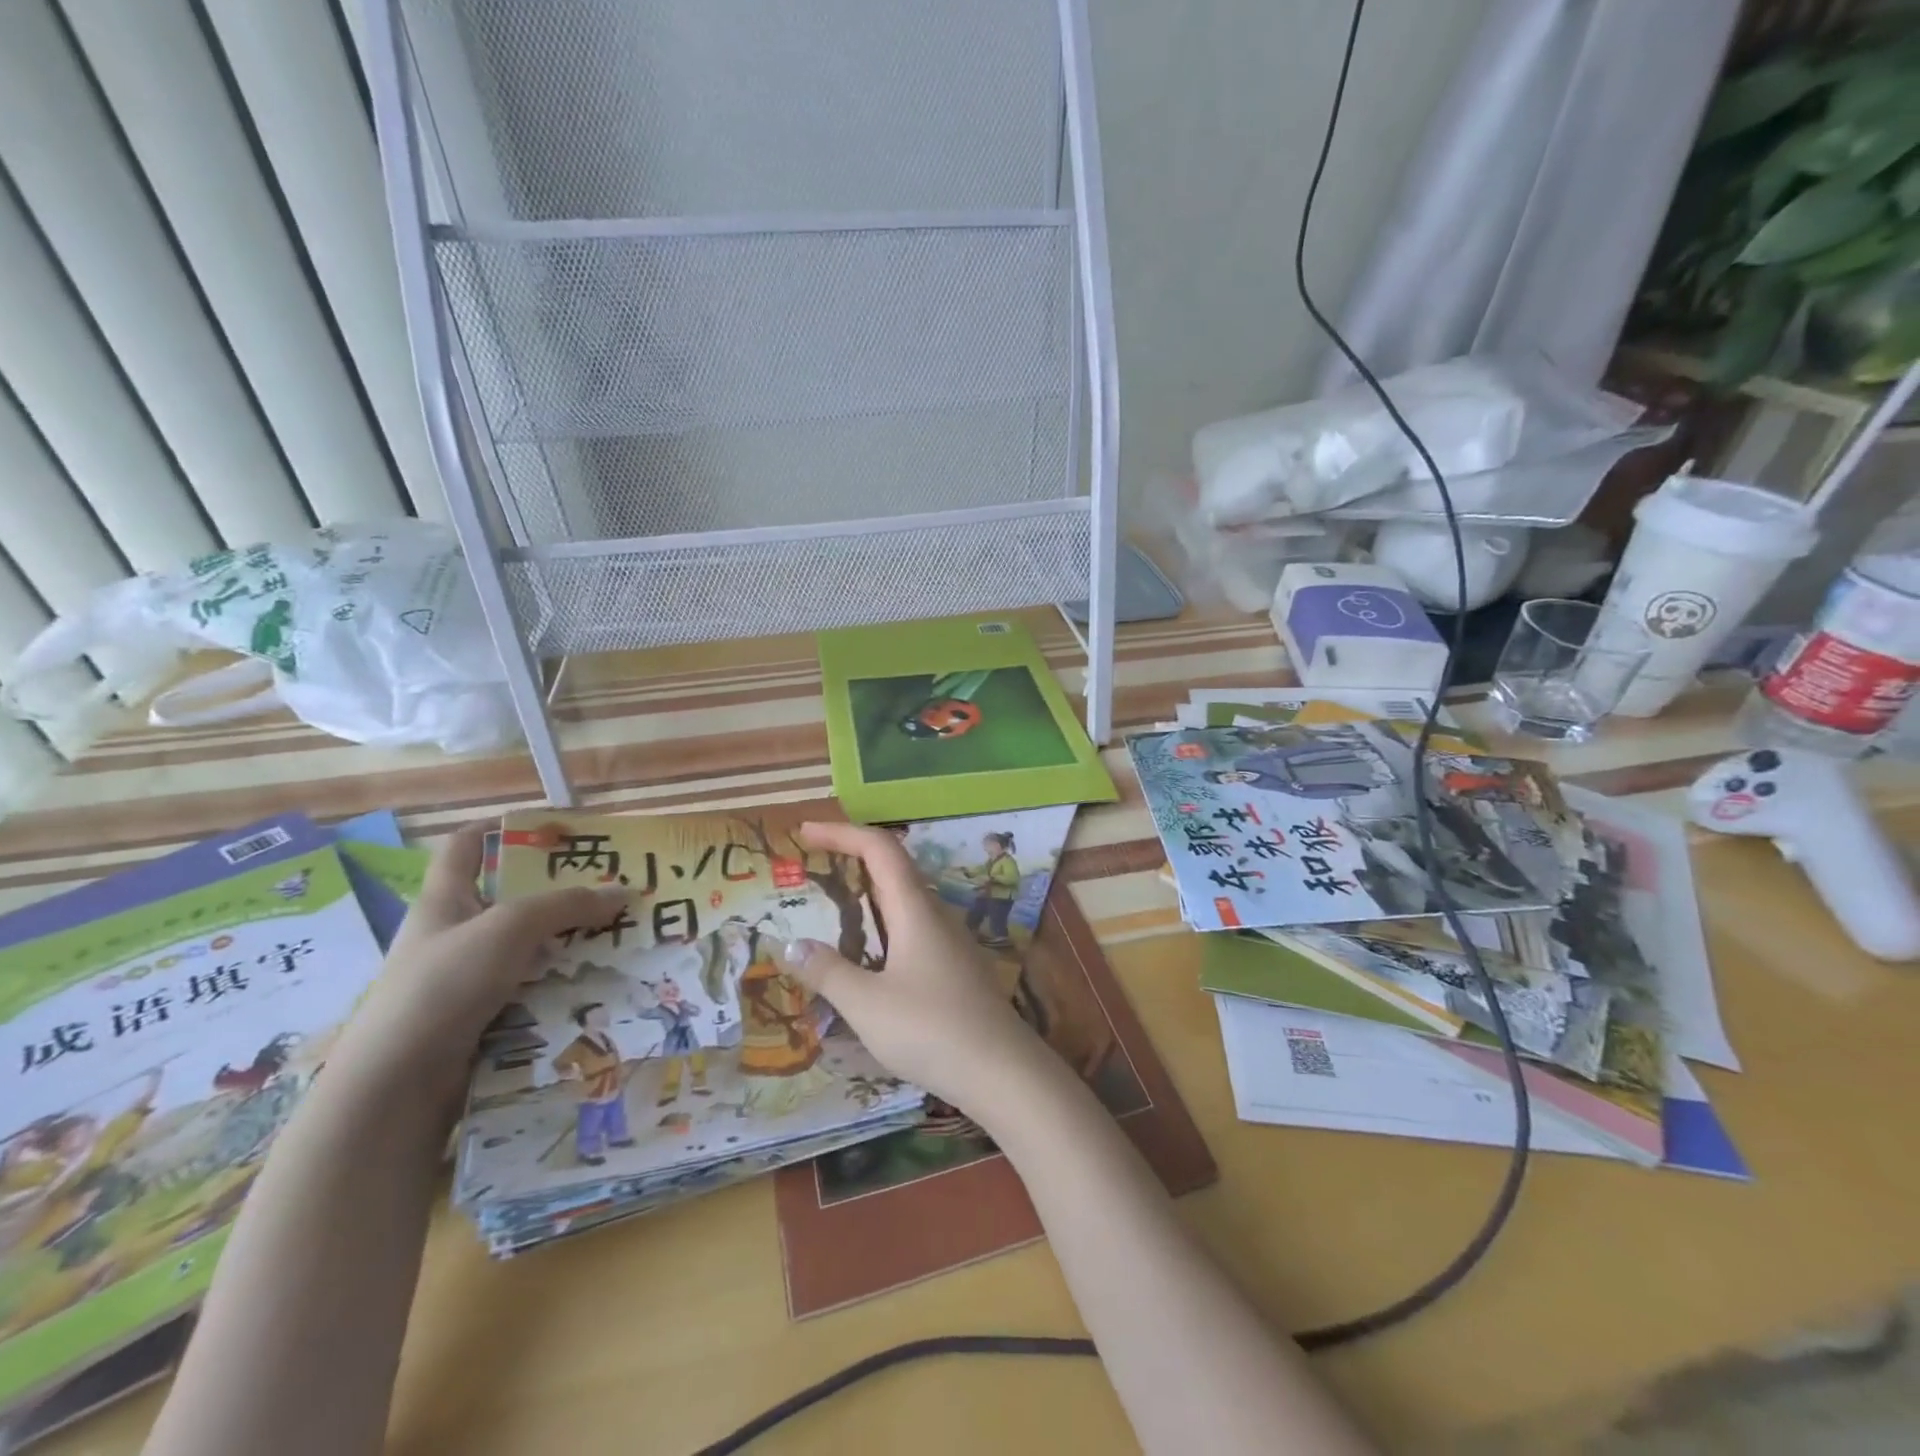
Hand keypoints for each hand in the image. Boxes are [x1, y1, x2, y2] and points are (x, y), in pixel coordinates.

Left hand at [330, 826, 628, 1102]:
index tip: (552, 826)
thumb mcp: (510, 928)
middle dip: (559, 891)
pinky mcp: (480, 1016)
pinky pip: (530, 987)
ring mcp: (465, 978)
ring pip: (527, 947)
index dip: (502, 827)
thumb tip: (623, 892)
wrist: (397, 1087)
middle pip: (510, 898)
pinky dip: (561, 982)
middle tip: (610, 885)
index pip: (467, 845)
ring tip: (618, 935)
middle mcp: (453, 933)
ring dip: (568, 941)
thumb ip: (568, 905)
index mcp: (445, 899)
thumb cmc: (444, 985)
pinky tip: (597, 983)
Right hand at [780, 822, 1043, 1110]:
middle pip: (895, 867)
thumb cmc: (931, 1030)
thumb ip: (827, 972)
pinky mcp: (955, 966)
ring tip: (834, 905)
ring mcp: (950, 940)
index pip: (879, 848)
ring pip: (905, 898)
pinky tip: (870, 954)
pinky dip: (883, 922)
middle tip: (814, 864)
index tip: (805, 832)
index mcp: (915, 909)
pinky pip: (913, 926)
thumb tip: (791, 946)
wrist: (1002, 1071)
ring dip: (869, 891)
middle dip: (853, 856)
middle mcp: (935, 914)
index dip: (842, 832)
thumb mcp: (867, 1004)